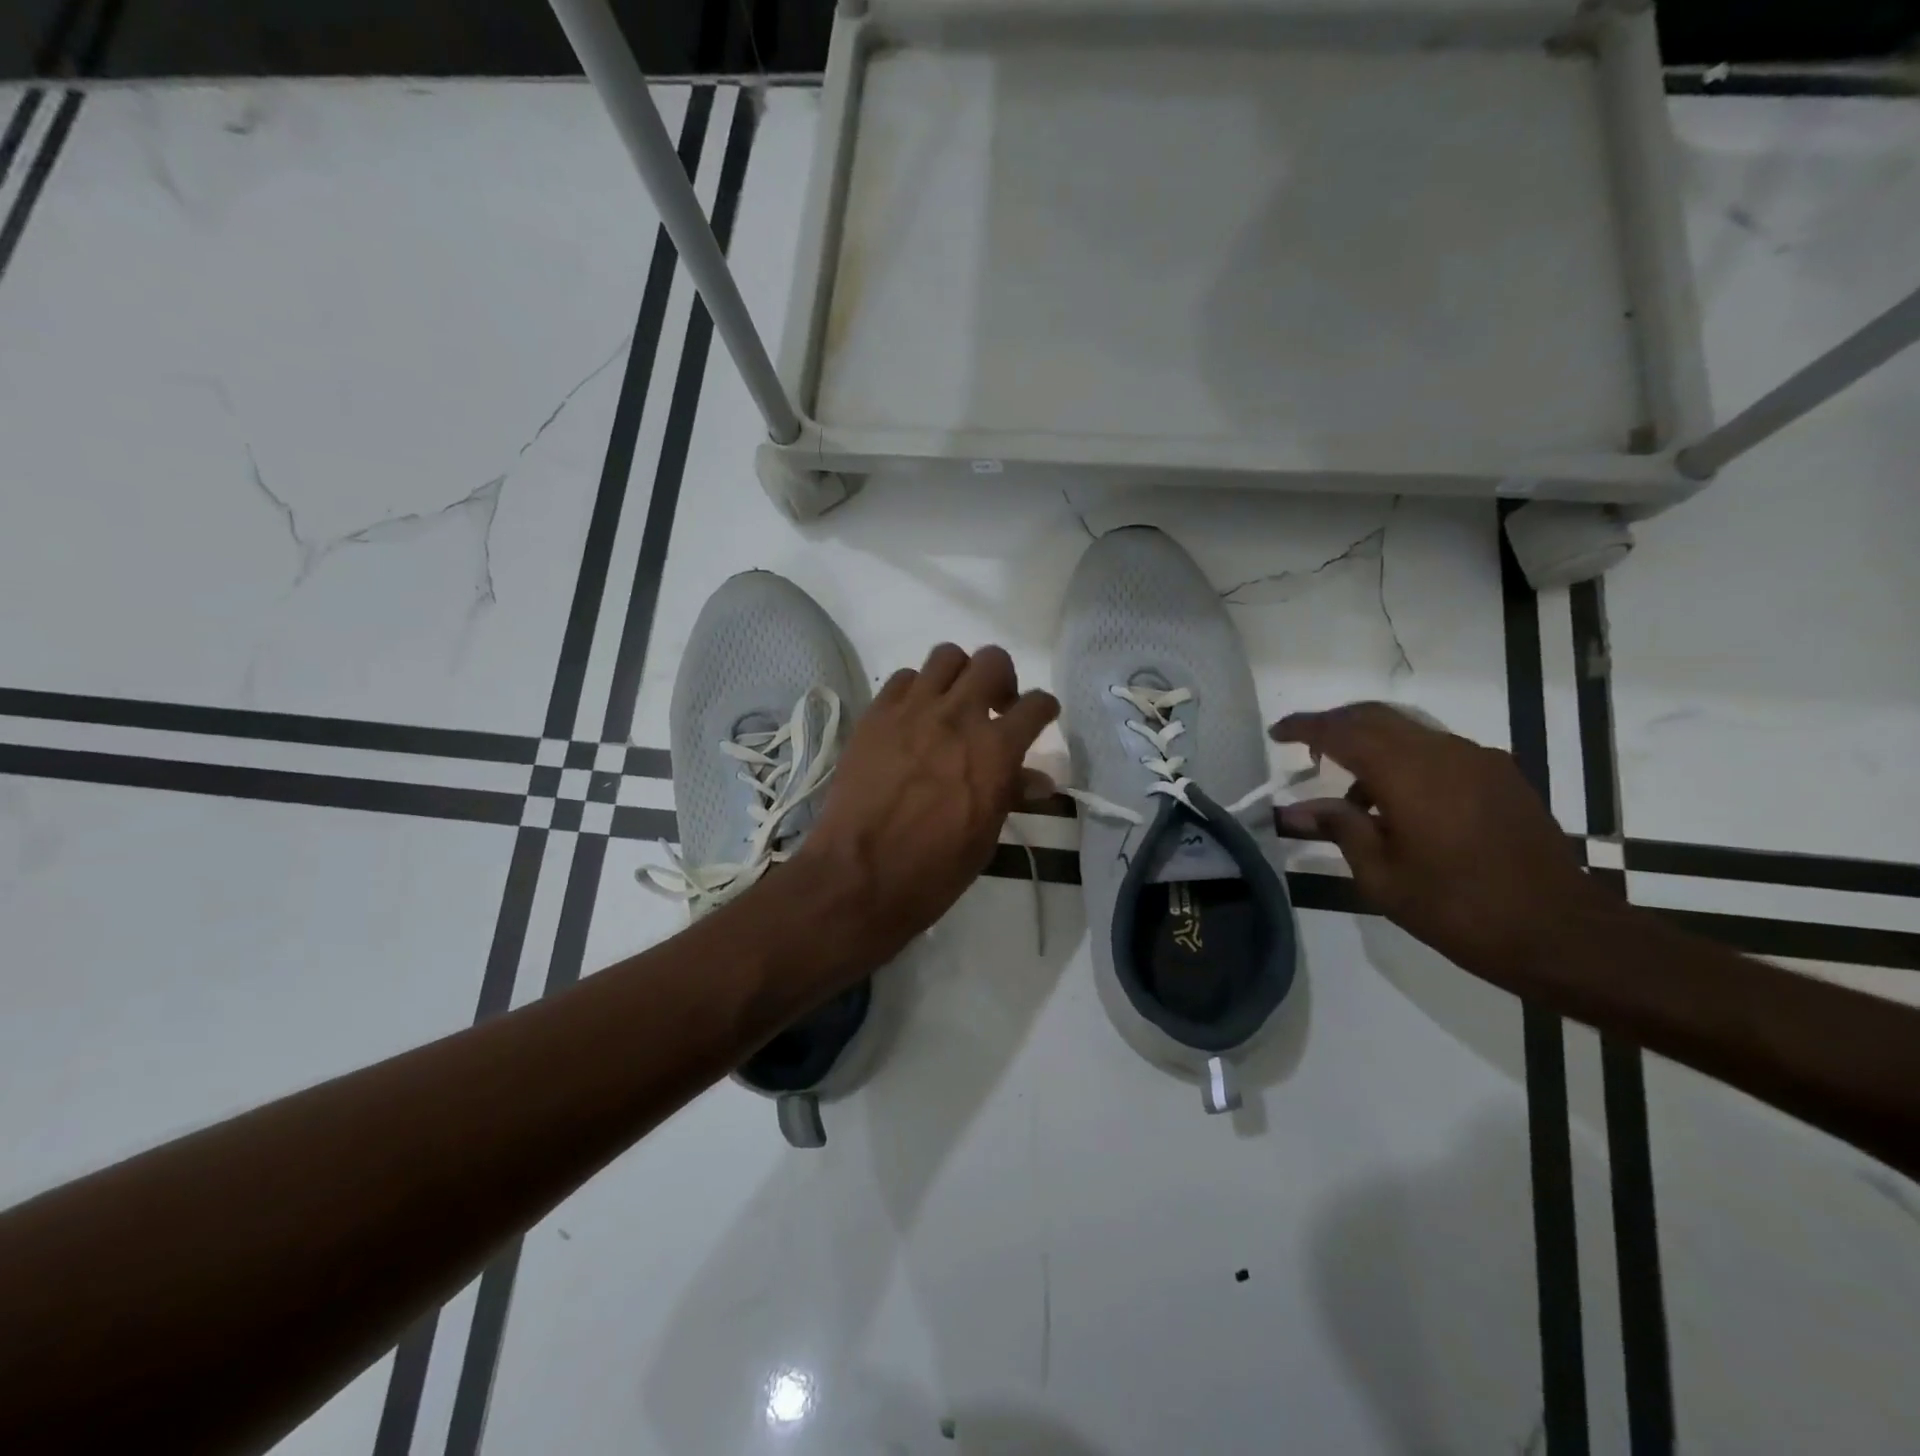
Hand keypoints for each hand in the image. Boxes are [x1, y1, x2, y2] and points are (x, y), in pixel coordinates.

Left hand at [794, 644, 1058, 969]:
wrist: (860, 875)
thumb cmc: (934, 869)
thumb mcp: (985, 836)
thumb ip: (1011, 794)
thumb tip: (1039, 781)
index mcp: (996, 749)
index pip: (1036, 705)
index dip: (1044, 708)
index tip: (1041, 716)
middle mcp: (958, 716)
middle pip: (992, 660)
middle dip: (1003, 679)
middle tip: (996, 707)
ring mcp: (913, 710)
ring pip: (946, 656)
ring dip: (958, 675)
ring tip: (952, 703)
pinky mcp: (876, 714)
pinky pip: (903, 678)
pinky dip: (916, 689)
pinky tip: (913, 717)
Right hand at [1272, 702, 1612, 987]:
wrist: (1561, 933)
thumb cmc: (1457, 908)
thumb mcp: (1382, 876)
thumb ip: (1339, 829)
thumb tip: (1294, 809)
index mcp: (1408, 773)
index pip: (1342, 731)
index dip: (1305, 727)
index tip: (1276, 732)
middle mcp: (1443, 752)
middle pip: (1376, 717)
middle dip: (1335, 724)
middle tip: (1306, 747)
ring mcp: (1478, 761)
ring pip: (1409, 731)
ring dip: (1372, 744)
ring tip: (1351, 792)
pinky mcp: (1502, 776)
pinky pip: (1438, 750)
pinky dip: (1406, 760)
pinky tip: (1400, 803)